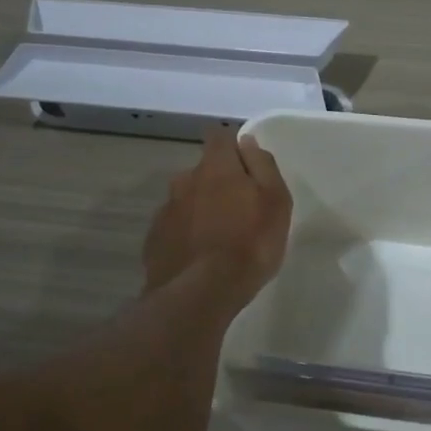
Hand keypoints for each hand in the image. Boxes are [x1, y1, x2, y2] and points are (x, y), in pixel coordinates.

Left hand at [142, 127, 291, 305]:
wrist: (200, 293)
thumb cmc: (250, 244)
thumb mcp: (275, 201)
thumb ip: (262, 166)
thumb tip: (247, 141)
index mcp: (216, 167)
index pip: (219, 137)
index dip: (232, 147)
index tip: (246, 165)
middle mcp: (184, 180)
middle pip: (202, 171)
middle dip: (217, 182)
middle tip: (238, 210)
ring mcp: (165, 210)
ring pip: (187, 200)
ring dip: (200, 209)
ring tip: (218, 238)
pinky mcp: (154, 240)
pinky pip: (175, 227)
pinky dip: (186, 234)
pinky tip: (199, 256)